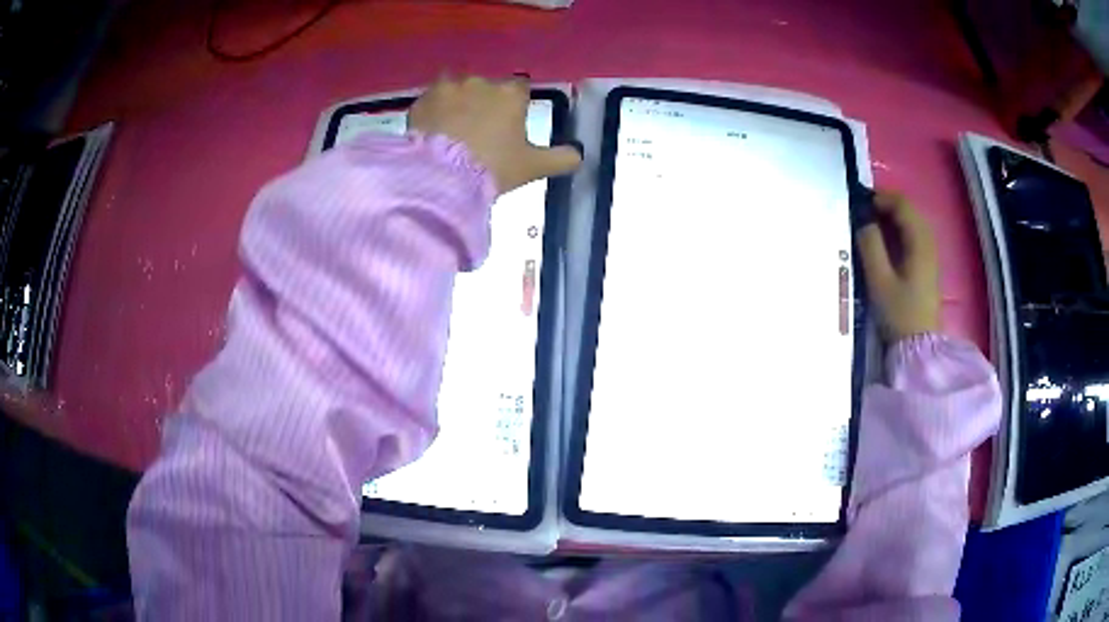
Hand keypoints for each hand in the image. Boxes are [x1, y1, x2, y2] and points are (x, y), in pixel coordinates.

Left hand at [408, 74, 582, 194]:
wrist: (441, 177)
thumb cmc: (494, 167)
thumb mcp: (533, 167)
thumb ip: (561, 158)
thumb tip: (580, 155)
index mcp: (510, 94)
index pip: (519, 88)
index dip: (515, 105)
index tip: (510, 123)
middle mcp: (481, 82)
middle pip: (486, 87)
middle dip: (484, 103)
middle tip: (479, 131)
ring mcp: (448, 88)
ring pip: (456, 89)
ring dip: (457, 102)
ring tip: (452, 128)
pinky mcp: (421, 100)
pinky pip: (430, 101)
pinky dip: (433, 112)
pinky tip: (432, 131)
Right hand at [857, 191, 940, 341]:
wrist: (918, 346)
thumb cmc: (899, 313)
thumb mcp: (879, 281)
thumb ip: (871, 246)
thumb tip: (863, 221)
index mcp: (919, 243)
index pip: (902, 205)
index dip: (881, 198)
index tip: (861, 203)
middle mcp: (928, 243)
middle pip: (909, 211)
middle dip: (887, 206)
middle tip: (865, 213)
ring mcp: (930, 255)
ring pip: (913, 223)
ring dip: (894, 218)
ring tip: (873, 224)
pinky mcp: (928, 266)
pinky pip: (915, 236)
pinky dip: (900, 230)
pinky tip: (888, 242)